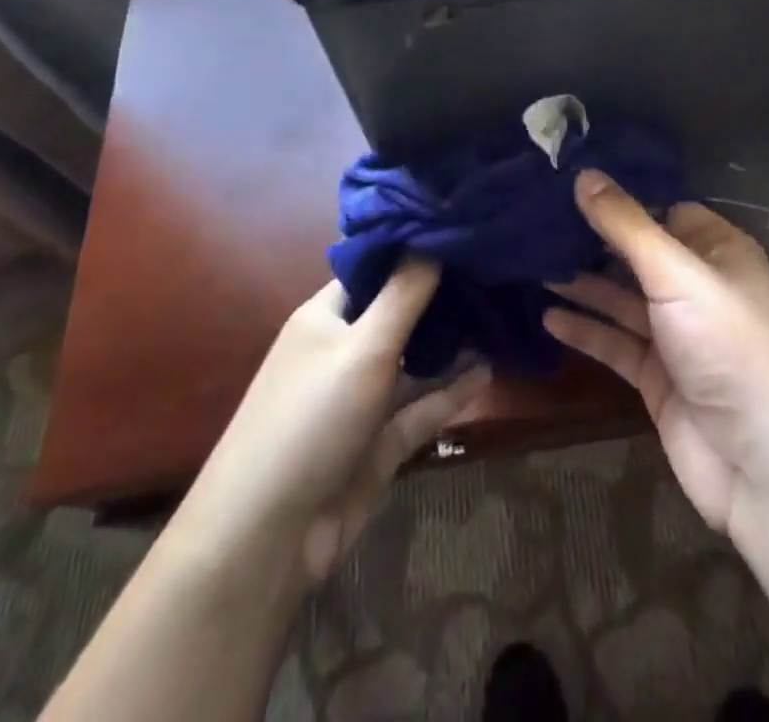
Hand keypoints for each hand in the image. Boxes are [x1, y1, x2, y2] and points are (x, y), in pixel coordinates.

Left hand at [171, 263, 489, 587]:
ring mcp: (361, 400)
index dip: (413, 250)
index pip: (374, 269)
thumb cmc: (311, 418)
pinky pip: (420, 408)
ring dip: (450, 344)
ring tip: (500, 316)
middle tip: (494, 269)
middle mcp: (343, 351)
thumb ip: (404, 293)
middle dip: (441, 296)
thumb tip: (431, 235)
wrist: (267, 537)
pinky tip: (488, 371)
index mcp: (326, 318)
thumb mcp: (363, 346)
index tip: (460, 230)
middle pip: (398, 314)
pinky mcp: (378, 443)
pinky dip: (450, 392)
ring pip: (413, 362)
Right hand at [544, 170, 768, 538]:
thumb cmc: (730, 345)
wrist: (766, 464)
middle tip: (537, 220)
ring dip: (584, 283)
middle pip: (639, 254)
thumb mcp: (677, 274)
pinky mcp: (658, 377)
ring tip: (533, 263)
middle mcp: (698, 287)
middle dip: (594, 239)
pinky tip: (548, 316)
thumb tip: (584, 174)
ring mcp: (678, 335)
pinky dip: (585, 329)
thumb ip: (627, 226)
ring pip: (622, 298)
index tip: (571, 183)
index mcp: (718, 251)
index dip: (624, 198)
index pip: (666, 209)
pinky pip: (615, 343)